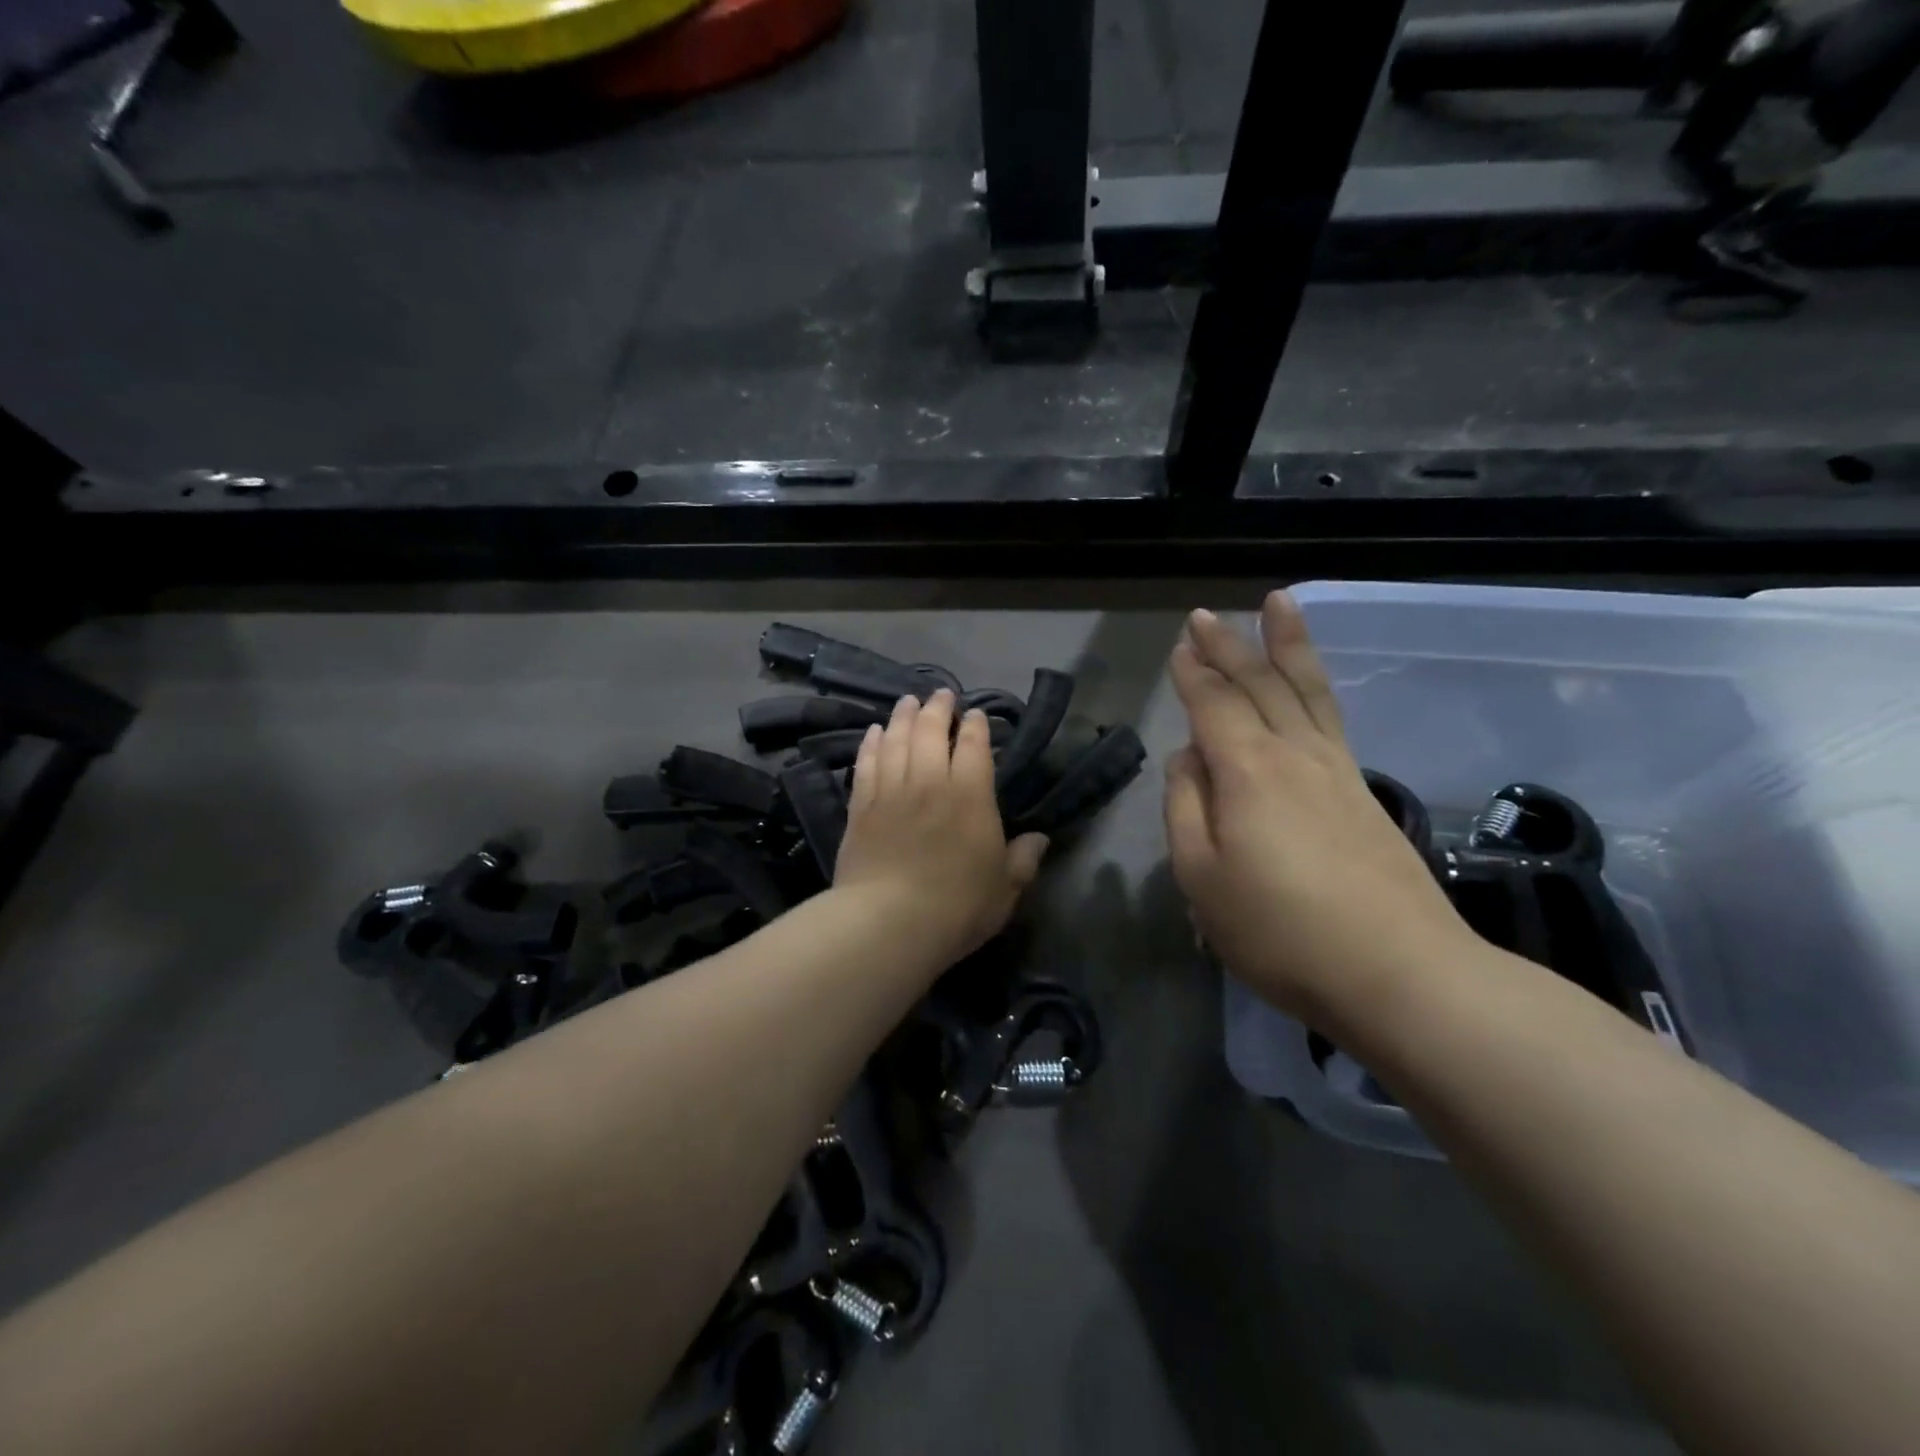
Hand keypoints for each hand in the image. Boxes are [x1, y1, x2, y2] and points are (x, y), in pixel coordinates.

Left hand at [834, 689, 1049, 970]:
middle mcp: (930, 782)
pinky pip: (866, 763)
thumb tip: (1040, 839)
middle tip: (941, 694)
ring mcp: (891, 791)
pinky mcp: (861, 807)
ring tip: (908, 701)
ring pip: (896, 740)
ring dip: (903, 716)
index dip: (975, 725)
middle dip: (938, 708)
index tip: (974, 714)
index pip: (974, 746)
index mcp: (971, 796)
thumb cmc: (957, 908)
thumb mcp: (1004, 889)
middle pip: (930, 731)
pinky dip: (871, 743)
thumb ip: (1023, 860)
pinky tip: (875, 732)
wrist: (888, 923)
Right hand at [1164, 594, 1474, 1031]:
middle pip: (1259, 685)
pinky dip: (1315, 685)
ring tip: (1279, 605)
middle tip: (1207, 615)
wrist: (1400, 972)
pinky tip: (1310, 685)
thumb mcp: (1202, 877)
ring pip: (1306, 690)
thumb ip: (1185, 808)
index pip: (1213, 705)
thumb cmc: (1281, 931)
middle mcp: (1294, 754)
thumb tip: (1188, 759)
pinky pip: (1331, 716)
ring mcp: (1337, 770)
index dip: (1193, 674)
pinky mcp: (1364, 793)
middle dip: (1229, 647)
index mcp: (1246, 770)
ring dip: (1287, 646)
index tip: (1180, 645)